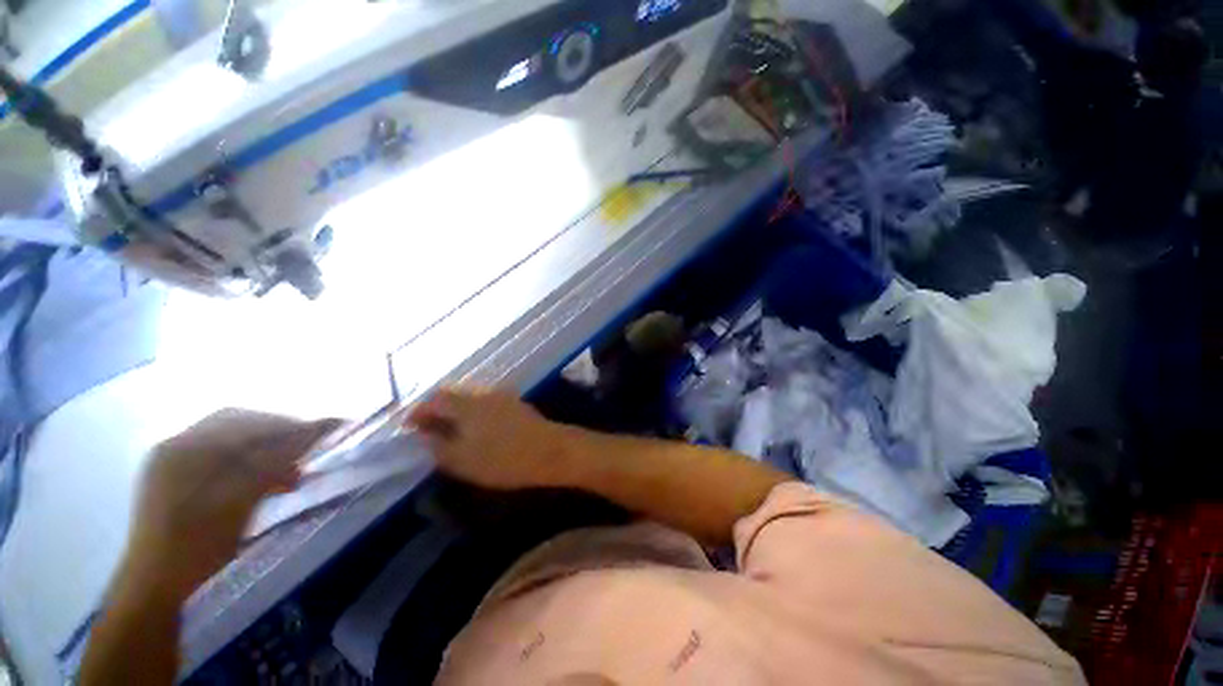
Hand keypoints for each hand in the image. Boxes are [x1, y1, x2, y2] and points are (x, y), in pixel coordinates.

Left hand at [121, 410, 340, 600]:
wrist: (154, 585)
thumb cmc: (198, 545)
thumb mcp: (240, 504)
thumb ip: (274, 464)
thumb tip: (312, 434)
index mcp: (189, 448)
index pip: (252, 423)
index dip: (292, 425)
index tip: (327, 430)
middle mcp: (177, 445)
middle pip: (239, 424)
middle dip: (279, 432)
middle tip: (307, 448)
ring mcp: (170, 460)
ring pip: (228, 439)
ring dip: (263, 447)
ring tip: (289, 469)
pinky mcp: (169, 476)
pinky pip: (214, 454)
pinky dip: (244, 459)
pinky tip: (259, 478)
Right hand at [407, 387, 578, 490]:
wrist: (551, 451)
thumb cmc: (504, 459)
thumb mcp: (463, 460)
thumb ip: (438, 446)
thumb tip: (423, 434)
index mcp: (467, 404)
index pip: (435, 399)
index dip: (418, 412)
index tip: (409, 427)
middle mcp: (484, 394)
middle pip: (453, 395)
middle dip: (437, 410)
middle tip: (427, 429)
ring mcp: (503, 397)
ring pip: (471, 399)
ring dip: (456, 411)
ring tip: (449, 431)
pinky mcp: (516, 404)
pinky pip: (486, 403)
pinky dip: (474, 413)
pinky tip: (476, 429)